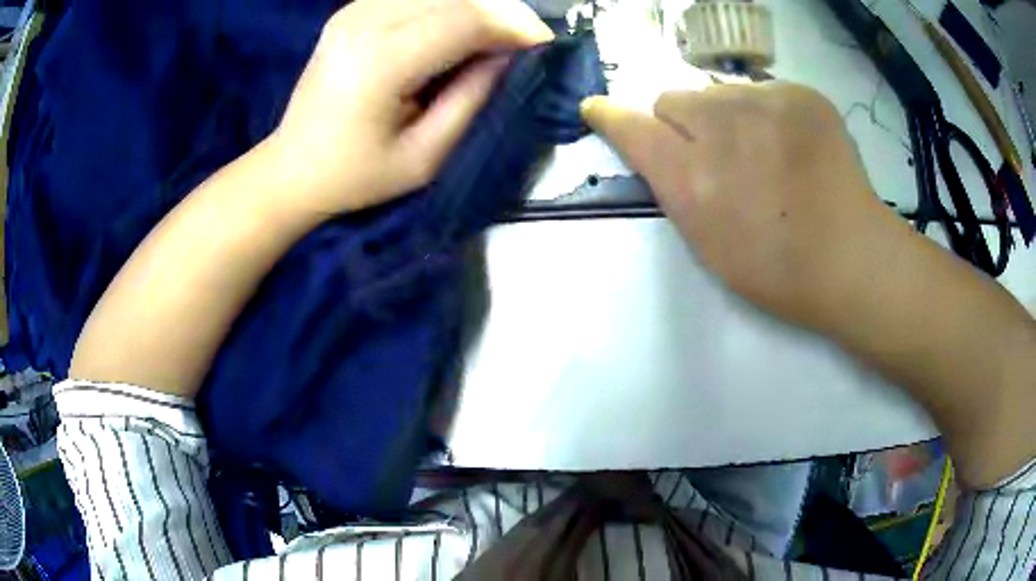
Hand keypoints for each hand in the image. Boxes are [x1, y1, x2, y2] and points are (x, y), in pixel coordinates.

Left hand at [270, 0, 553, 216]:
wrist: (293, 167)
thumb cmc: (357, 175)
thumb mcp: (425, 155)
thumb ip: (472, 98)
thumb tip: (507, 54)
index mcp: (380, 62)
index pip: (465, 20)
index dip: (513, 26)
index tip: (543, 43)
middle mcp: (363, 23)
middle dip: (499, 13)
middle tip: (519, 42)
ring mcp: (352, 11)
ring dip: (473, 8)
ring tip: (489, 39)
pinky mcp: (350, 11)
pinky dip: (445, 6)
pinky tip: (453, 32)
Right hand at [581, 83, 898, 330]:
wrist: (851, 258)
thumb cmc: (776, 269)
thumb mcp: (705, 240)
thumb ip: (674, 186)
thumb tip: (663, 146)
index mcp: (691, 177)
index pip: (630, 125)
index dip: (610, 116)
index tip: (599, 110)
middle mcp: (719, 127)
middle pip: (672, 97)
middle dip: (684, 123)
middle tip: (718, 155)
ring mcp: (764, 102)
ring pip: (718, 91)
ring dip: (727, 116)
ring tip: (765, 153)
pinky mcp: (799, 93)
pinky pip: (762, 91)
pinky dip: (767, 113)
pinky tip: (793, 146)